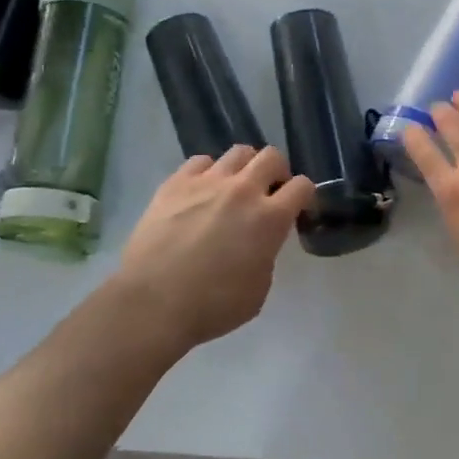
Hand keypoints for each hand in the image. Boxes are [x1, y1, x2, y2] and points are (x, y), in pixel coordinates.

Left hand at [112, 146, 315, 351]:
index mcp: (270, 218)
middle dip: (278, 172)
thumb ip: (266, 255)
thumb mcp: (259, 289)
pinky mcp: (175, 183)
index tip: (298, 208)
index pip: (303, 186)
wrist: (153, 303)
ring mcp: (207, 182)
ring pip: (238, 152)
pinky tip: (202, 190)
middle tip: (269, 192)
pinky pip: (200, 161)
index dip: (305, 195)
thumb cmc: (213, 306)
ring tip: (235, 187)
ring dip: (245, 167)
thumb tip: (258, 243)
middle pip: (272, 157)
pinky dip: (208, 172)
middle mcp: (243, 190)